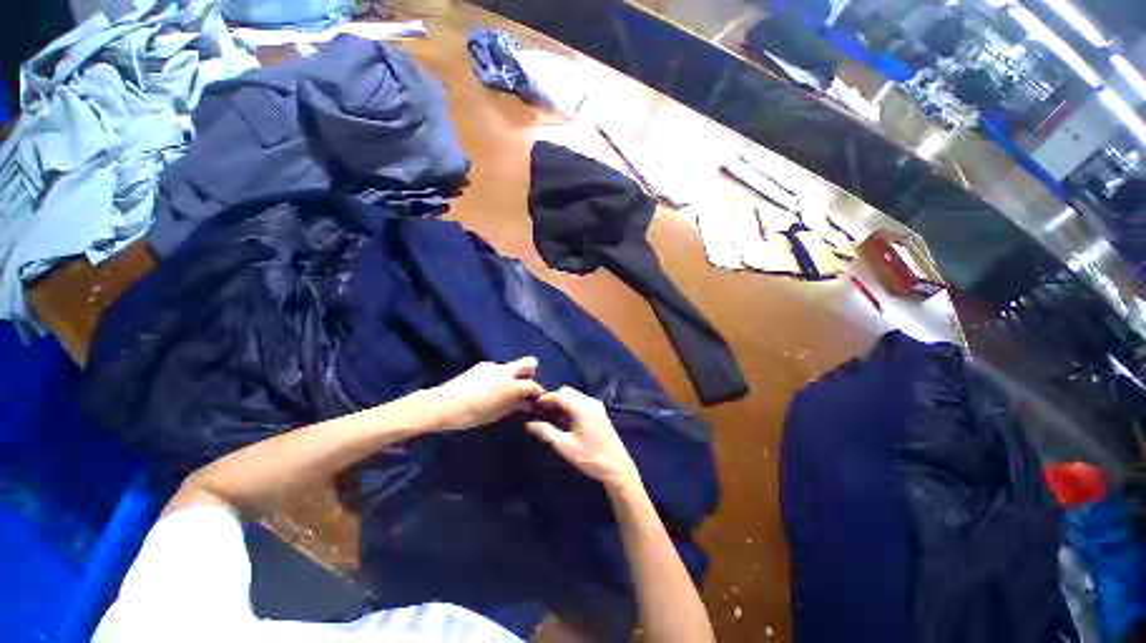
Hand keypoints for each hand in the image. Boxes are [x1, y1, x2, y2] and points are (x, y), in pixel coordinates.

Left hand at [426, 357, 543, 430]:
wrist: (441, 405)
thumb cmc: (470, 415)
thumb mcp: (496, 414)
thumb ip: (515, 406)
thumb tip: (528, 403)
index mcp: (511, 385)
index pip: (534, 385)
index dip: (538, 393)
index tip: (536, 400)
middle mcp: (506, 371)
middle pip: (530, 363)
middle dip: (531, 374)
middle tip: (523, 389)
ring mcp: (493, 366)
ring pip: (512, 366)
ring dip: (514, 376)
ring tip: (504, 391)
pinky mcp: (481, 366)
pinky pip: (498, 369)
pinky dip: (500, 377)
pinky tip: (489, 388)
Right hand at [526, 387, 641, 492]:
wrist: (617, 468)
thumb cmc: (590, 457)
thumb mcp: (565, 446)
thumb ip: (547, 432)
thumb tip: (530, 424)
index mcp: (583, 408)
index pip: (560, 394)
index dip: (545, 398)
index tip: (532, 405)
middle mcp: (590, 402)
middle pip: (567, 392)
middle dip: (553, 399)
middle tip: (540, 411)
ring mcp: (596, 406)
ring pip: (574, 396)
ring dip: (561, 402)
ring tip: (548, 415)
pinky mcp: (599, 412)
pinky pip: (580, 402)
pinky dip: (570, 406)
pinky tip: (562, 419)